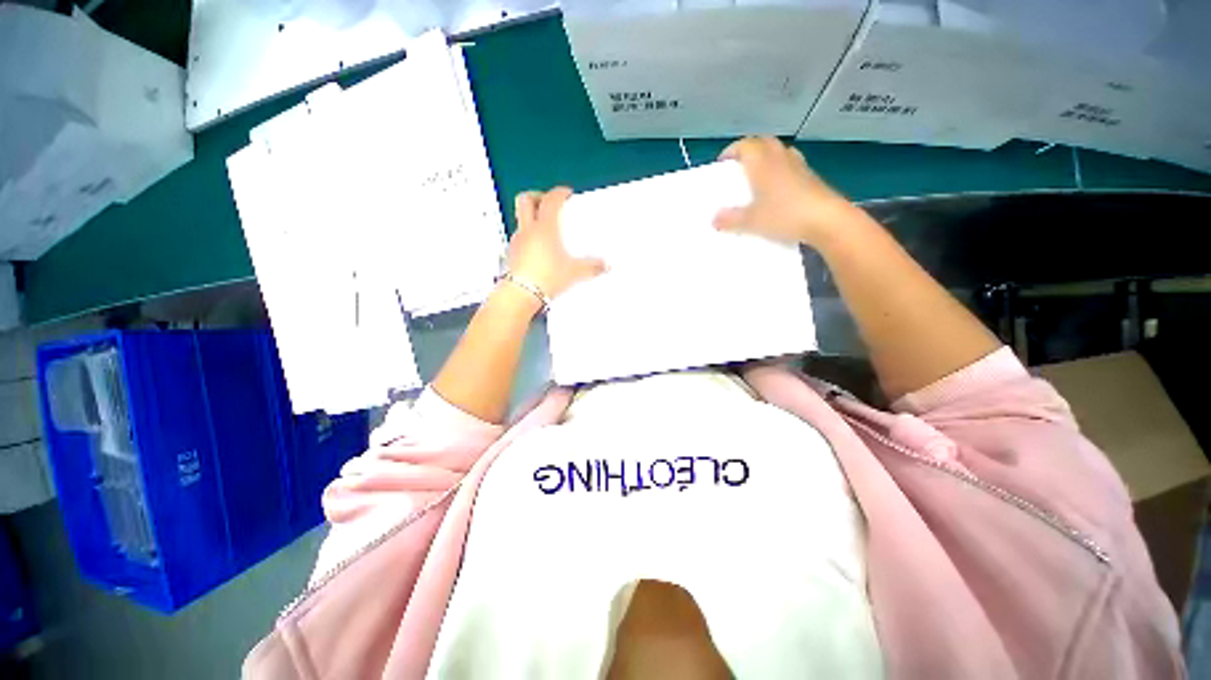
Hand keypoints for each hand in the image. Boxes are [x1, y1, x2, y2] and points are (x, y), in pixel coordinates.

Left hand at [507, 188, 605, 298]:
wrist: (522, 294)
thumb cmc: (547, 277)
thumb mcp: (574, 272)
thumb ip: (592, 267)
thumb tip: (605, 265)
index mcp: (545, 227)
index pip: (550, 200)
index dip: (559, 193)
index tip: (566, 193)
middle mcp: (528, 229)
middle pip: (525, 200)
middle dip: (537, 196)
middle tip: (546, 202)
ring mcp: (517, 241)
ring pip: (521, 219)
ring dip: (531, 217)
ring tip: (544, 228)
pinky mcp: (511, 254)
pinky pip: (519, 238)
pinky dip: (528, 237)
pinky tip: (537, 249)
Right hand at [713, 137, 859, 249]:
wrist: (826, 220)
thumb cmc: (784, 215)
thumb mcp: (750, 222)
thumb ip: (730, 220)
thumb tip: (714, 219)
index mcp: (762, 163)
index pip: (745, 145)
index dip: (732, 151)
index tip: (722, 163)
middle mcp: (780, 158)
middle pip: (763, 142)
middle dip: (749, 150)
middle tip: (739, 166)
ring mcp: (798, 166)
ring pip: (779, 151)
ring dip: (766, 157)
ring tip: (757, 174)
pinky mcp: (811, 177)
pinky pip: (791, 164)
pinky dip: (780, 169)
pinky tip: (778, 187)